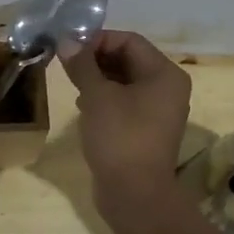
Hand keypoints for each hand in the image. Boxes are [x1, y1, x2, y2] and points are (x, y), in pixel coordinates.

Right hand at [59, 30, 191, 206]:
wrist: (134, 194)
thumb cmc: (120, 137)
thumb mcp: (97, 96)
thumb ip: (82, 65)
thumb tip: (67, 41)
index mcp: (164, 74)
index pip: (129, 41)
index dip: (98, 39)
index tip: (69, 47)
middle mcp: (167, 88)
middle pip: (128, 60)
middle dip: (95, 59)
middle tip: (66, 64)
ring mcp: (158, 111)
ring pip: (124, 82)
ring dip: (97, 79)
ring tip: (73, 85)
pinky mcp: (146, 130)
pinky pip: (124, 103)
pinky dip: (104, 99)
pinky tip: (84, 107)